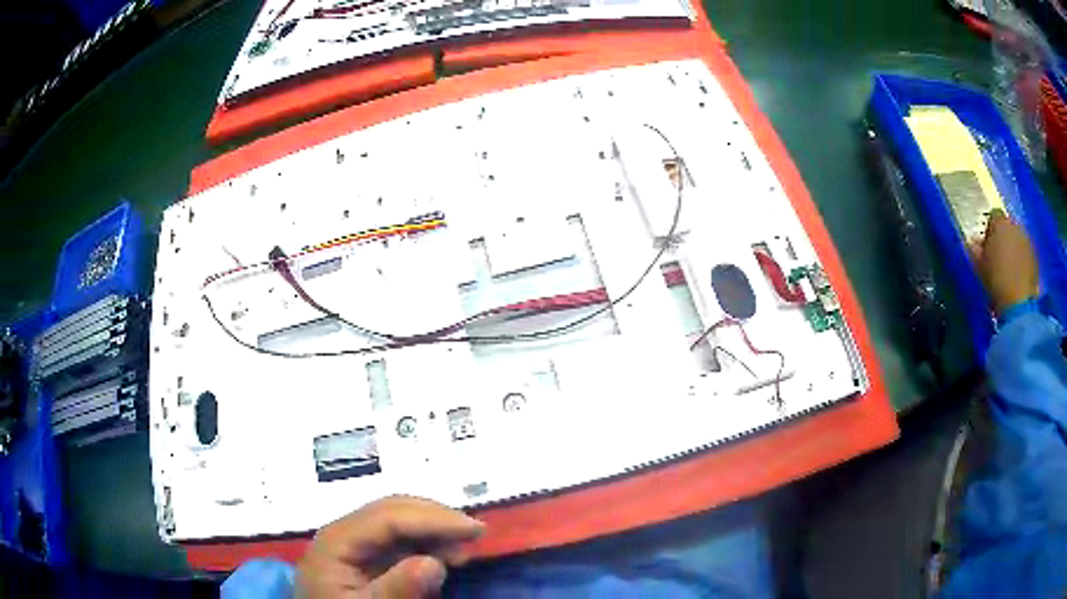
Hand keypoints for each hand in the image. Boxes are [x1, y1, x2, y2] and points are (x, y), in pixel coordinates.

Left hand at [297, 496, 484, 597]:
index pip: (390, 517)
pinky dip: (423, 543)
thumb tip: (435, 562)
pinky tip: (439, 556)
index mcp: (337, 540)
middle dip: (436, 518)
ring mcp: (351, 542)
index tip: (475, 530)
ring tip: (461, 552)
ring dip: (433, 530)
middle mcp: (343, 531)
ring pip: (397, 520)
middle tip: (475, 535)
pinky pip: (395, 539)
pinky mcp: (359, 555)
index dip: (435, 519)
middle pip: (393, 509)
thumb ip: (396, 589)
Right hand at [971, 209, 1038, 315]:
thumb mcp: (979, 266)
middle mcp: (1014, 224)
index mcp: (999, 222)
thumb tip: (974, 242)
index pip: (993, 215)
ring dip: (1013, 248)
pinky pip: (1024, 252)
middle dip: (1003, 237)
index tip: (986, 244)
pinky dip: (1021, 259)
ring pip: (1017, 238)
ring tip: (1008, 267)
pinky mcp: (1034, 256)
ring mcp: (1026, 240)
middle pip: (1007, 225)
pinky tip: (1017, 274)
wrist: (1018, 302)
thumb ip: (976, 250)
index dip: (989, 229)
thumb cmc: (995, 281)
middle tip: (997, 255)